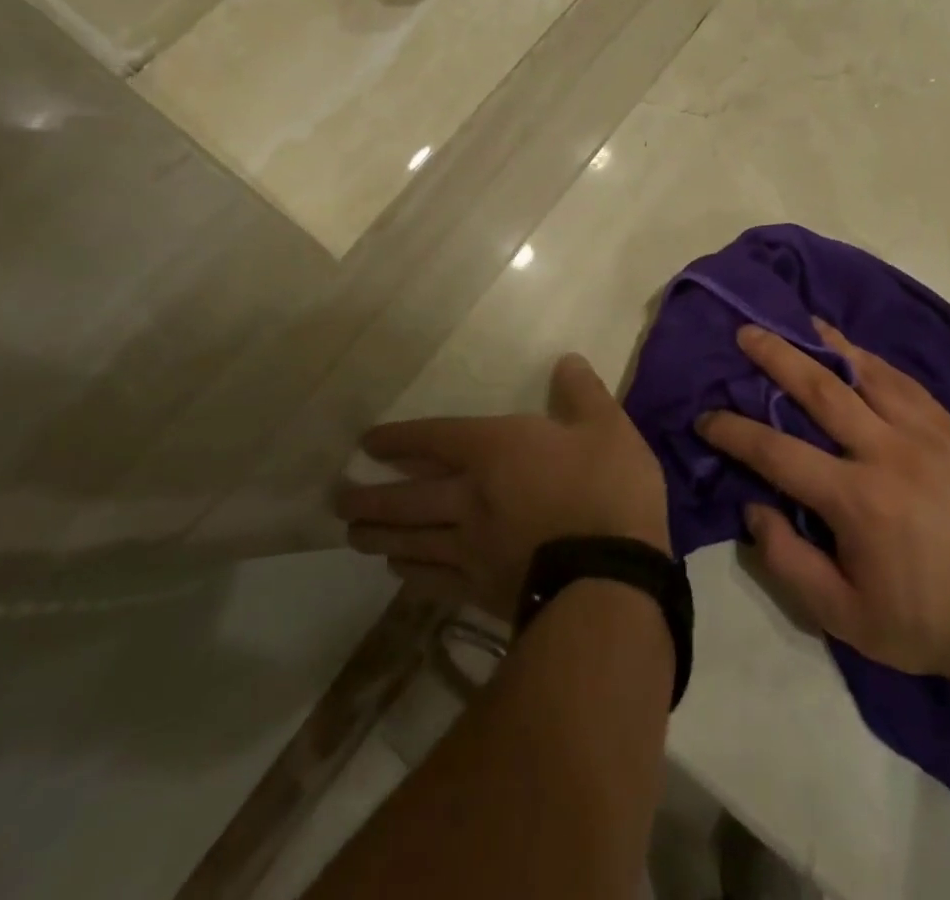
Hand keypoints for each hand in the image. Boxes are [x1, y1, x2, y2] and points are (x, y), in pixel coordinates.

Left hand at [335, 354, 669, 619]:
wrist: (611, 577)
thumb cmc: (610, 489)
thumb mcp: (608, 427)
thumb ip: (582, 391)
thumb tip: (566, 360)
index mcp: (495, 450)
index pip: (433, 439)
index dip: (398, 438)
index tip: (368, 442)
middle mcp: (469, 496)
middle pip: (405, 497)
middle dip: (369, 495)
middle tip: (337, 499)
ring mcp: (470, 547)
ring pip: (410, 540)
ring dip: (377, 535)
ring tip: (353, 534)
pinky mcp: (480, 590)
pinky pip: (432, 580)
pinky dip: (410, 573)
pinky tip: (398, 571)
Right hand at [700, 320, 949, 677]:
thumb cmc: (918, 621)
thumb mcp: (841, 615)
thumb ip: (787, 560)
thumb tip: (753, 506)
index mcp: (856, 499)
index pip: (777, 451)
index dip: (734, 430)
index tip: (706, 417)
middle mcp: (887, 453)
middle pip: (820, 390)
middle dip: (776, 357)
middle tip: (747, 332)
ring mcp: (926, 435)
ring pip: (867, 373)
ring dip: (826, 344)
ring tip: (799, 321)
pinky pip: (906, 383)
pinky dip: (872, 361)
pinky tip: (853, 350)